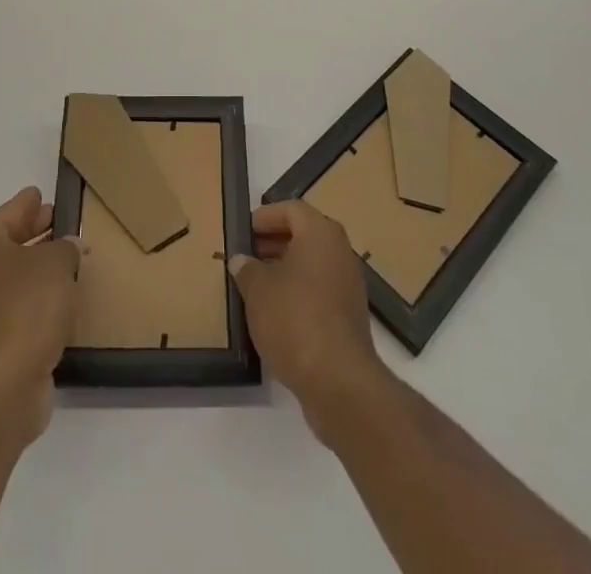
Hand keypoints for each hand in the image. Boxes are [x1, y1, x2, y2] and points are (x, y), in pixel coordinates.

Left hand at [0, 187, 79, 445]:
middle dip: (36, 234)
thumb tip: (67, 248)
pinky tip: (62, 298)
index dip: (29, 203)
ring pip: (13, 277)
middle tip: (63, 224)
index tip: (43, 194)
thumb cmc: (25, 306)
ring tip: (70, 260)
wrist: (2, 386)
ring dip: (38, 270)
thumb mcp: (56, 261)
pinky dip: (37, 300)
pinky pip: (18, 306)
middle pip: (8, 243)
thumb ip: (65, 247)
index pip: (9, 212)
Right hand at [229, 200, 390, 437]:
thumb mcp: (258, 290)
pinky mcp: (349, 315)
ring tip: (255, 284)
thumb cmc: (295, 319)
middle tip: (246, 255)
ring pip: (312, 264)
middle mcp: (339, 251)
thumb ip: (247, 269)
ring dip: (284, 269)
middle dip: (273, 242)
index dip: (265, 216)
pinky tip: (275, 312)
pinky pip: (319, 290)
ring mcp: (348, 284)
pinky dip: (298, 292)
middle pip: (304, 235)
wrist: (338, 380)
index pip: (291, 209)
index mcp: (320, 233)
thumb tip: (241, 260)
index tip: (244, 230)